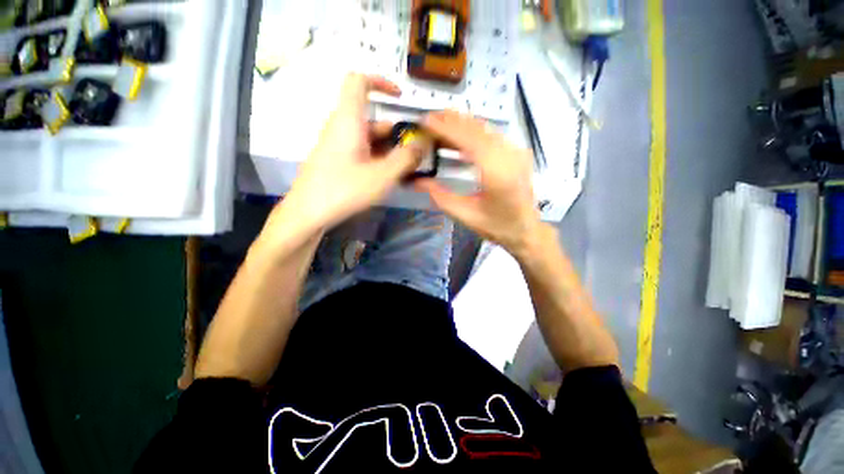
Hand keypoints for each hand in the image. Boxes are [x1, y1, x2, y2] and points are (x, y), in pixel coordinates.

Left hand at [276, 74, 427, 235]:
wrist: (308, 213)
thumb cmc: (344, 189)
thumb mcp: (382, 175)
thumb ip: (406, 158)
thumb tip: (423, 144)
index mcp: (349, 120)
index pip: (359, 82)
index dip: (380, 82)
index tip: (400, 98)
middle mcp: (342, 128)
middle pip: (373, 120)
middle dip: (396, 135)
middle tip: (414, 156)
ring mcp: (338, 146)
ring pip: (369, 139)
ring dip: (389, 151)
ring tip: (405, 172)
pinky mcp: (337, 161)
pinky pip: (362, 152)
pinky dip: (377, 160)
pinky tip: (388, 178)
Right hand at [414, 110, 541, 254]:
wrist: (526, 229)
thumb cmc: (496, 226)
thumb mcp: (465, 215)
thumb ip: (440, 196)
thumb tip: (418, 181)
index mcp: (497, 173)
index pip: (469, 141)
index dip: (446, 129)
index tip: (426, 121)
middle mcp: (510, 156)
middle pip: (478, 129)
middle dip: (452, 120)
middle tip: (430, 118)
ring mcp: (517, 152)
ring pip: (486, 128)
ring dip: (463, 123)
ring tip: (441, 121)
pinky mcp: (518, 153)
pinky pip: (493, 135)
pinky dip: (474, 130)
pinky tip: (461, 133)